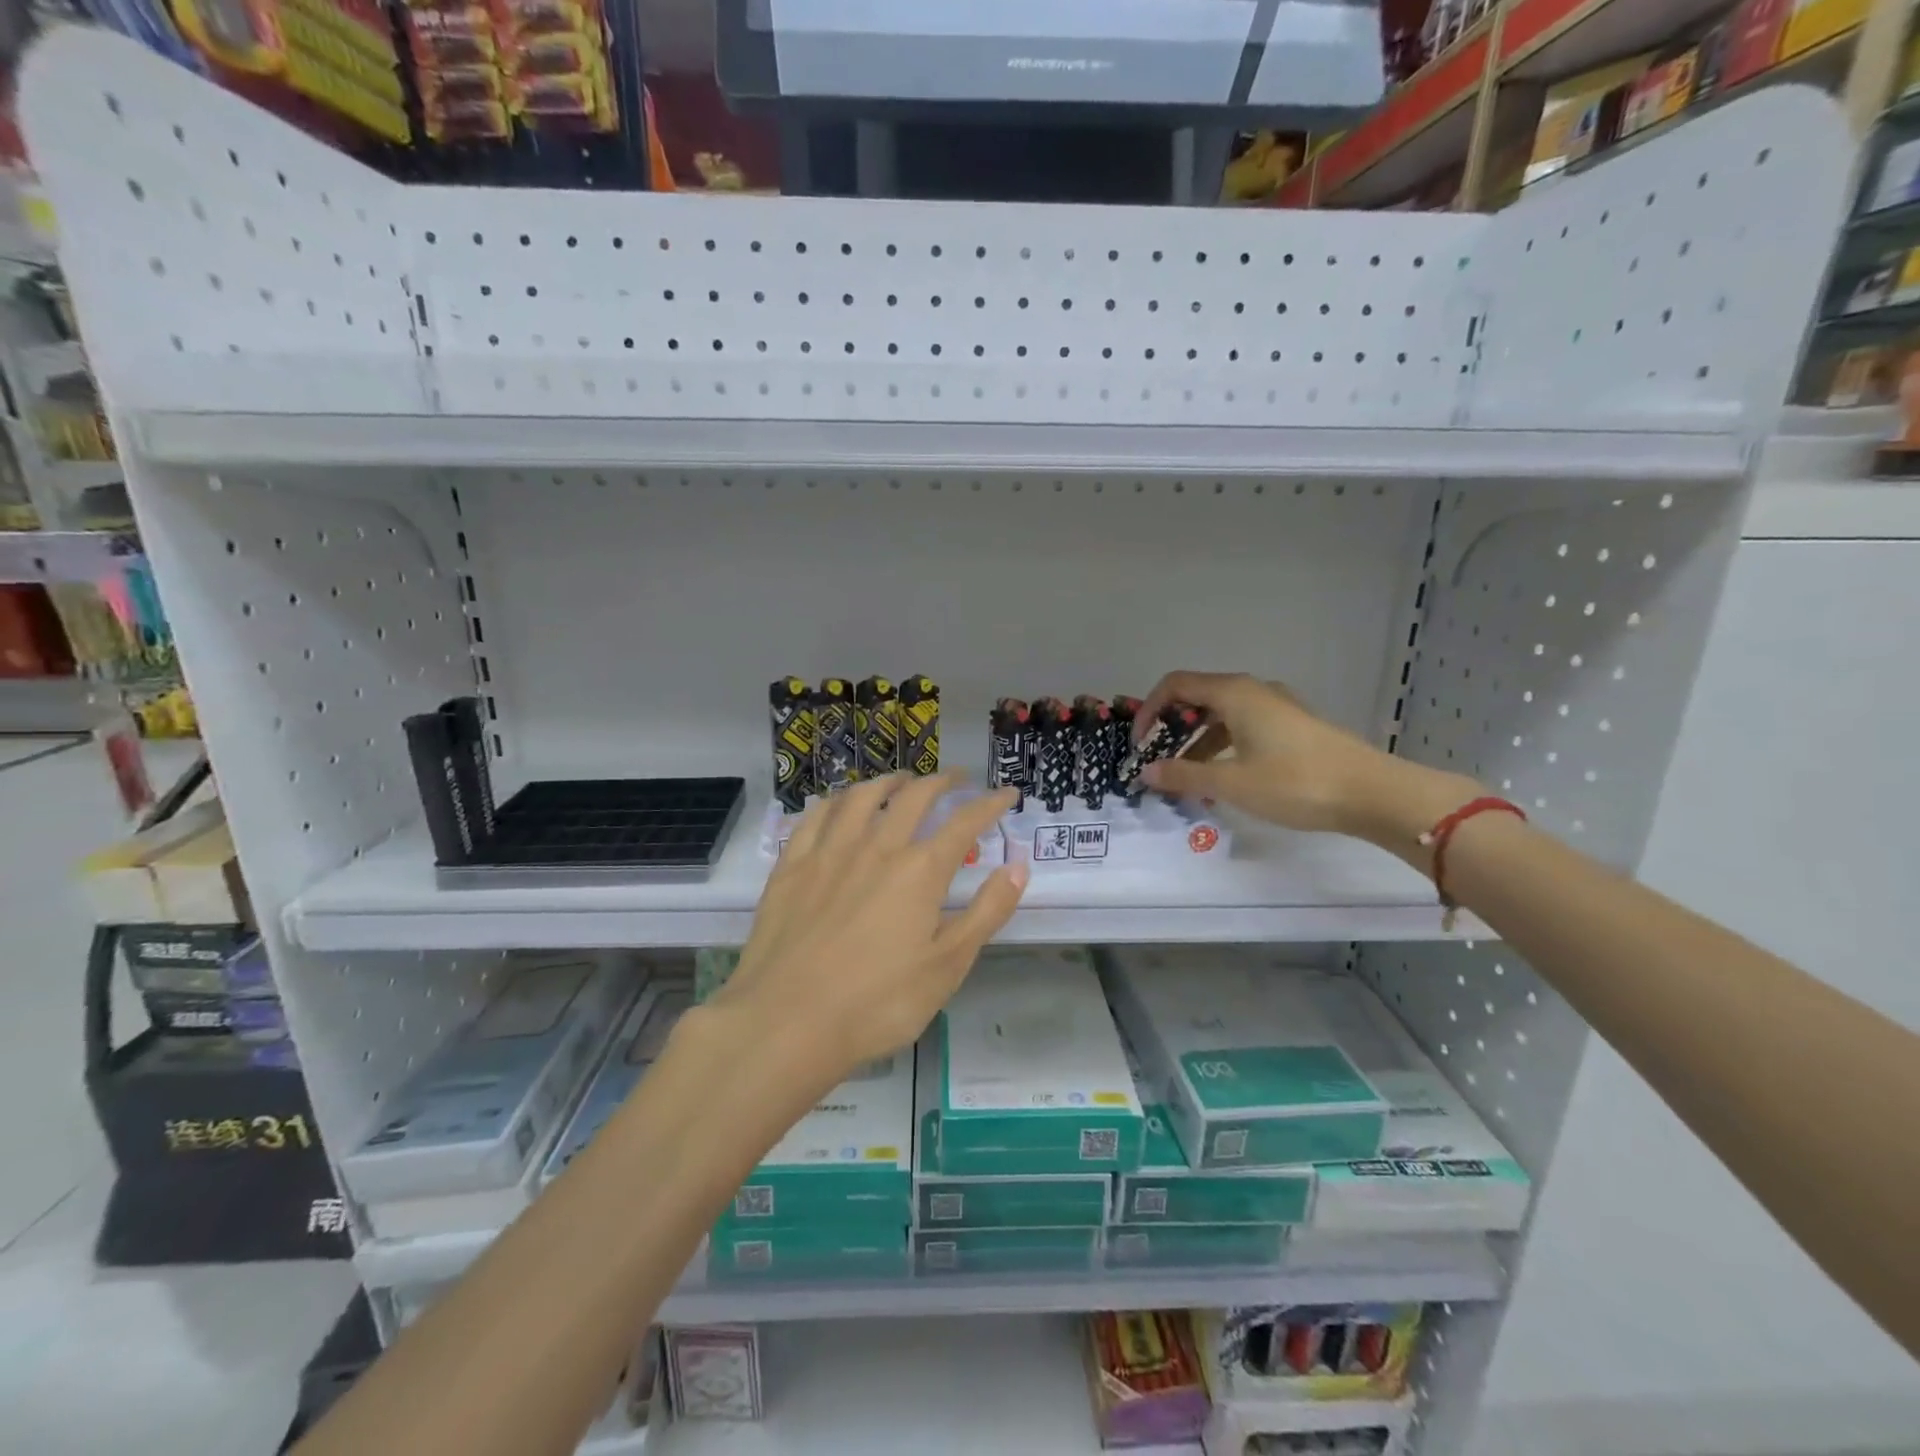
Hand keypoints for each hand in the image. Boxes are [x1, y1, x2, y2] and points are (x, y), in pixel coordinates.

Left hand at [710, 773, 1025, 1091]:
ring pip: (863, 797)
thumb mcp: (947, 967)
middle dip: (941, 781)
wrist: (787, 1022)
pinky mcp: (792, 866)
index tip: (1007, 793)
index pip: (965, 823)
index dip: (990, 804)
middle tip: (956, 778)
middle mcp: (877, 847)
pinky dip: (836, 801)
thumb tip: (1018, 867)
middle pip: (914, 797)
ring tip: (901, 780)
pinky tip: (839, 803)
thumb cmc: (877, 1003)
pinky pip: (816, 816)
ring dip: (889, 781)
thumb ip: (986, 913)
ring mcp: (829, 852)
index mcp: (920, 871)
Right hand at [1134, 671, 1480, 851]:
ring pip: (1220, 716)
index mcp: (1234, 694)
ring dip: (1195, 742)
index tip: (1138, 744)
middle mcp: (1253, 691)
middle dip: (1170, 728)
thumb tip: (1146, 771)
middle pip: (1197, 698)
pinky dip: (1221, 748)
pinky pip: (1242, 728)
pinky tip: (1220, 781)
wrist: (1372, 793)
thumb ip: (1183, 774)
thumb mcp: (1231, 782)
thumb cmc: (1295, 782)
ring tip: (1185, 779)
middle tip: (1157, 761)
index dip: (1149, 710)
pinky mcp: (1292, 727)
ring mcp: (1276, 708)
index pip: (1175, 685)